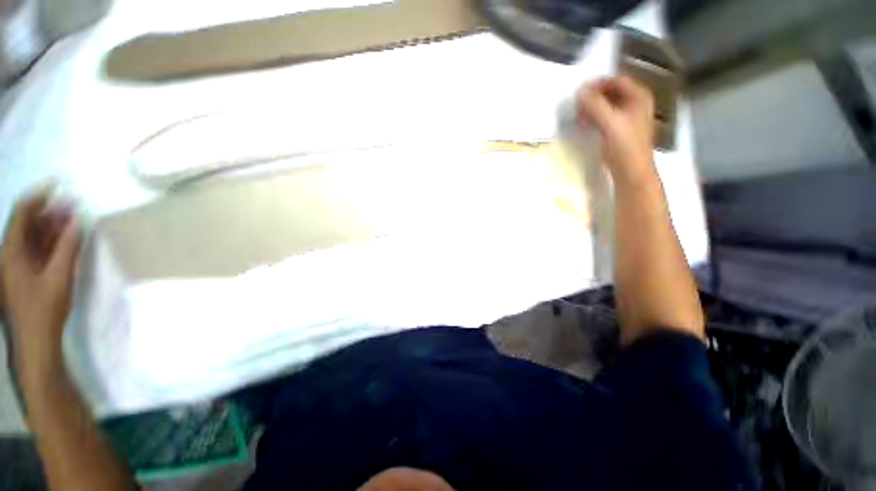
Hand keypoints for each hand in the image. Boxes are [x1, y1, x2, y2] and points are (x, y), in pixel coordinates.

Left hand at [1, 186, 80, 379]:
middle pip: (27, 223)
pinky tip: (66, 236)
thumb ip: (68, 247)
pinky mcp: (25, 272)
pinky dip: (51, 240)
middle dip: (49, 211)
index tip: (58, 186)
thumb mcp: (60, 277)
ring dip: (52, 225)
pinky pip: (36, 248)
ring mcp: (17, 263)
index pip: (22, 213)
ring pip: (33, 235)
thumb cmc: (45, 308)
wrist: (36, 339)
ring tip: (73, 217)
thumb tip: (77, 221)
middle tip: (73, 203)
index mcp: (11, 251)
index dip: (39, 196)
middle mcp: (10, 252)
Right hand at [577, 76, 655, 185]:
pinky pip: (604, 118)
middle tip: (576, 103)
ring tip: (577, 114)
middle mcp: (634, 104)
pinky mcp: (618, 131)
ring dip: (591, 108)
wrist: (631, 172)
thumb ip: (595, 106)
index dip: (599, 83)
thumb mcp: (610, 123)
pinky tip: (583, 124)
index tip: (580, 90)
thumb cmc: (625, 146)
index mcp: (639, 97)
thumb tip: (579, 92)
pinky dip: (593, 118)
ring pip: (606, 106)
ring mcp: (627, 118)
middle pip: (611, 93)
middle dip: (593, 97)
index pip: (617, 81)